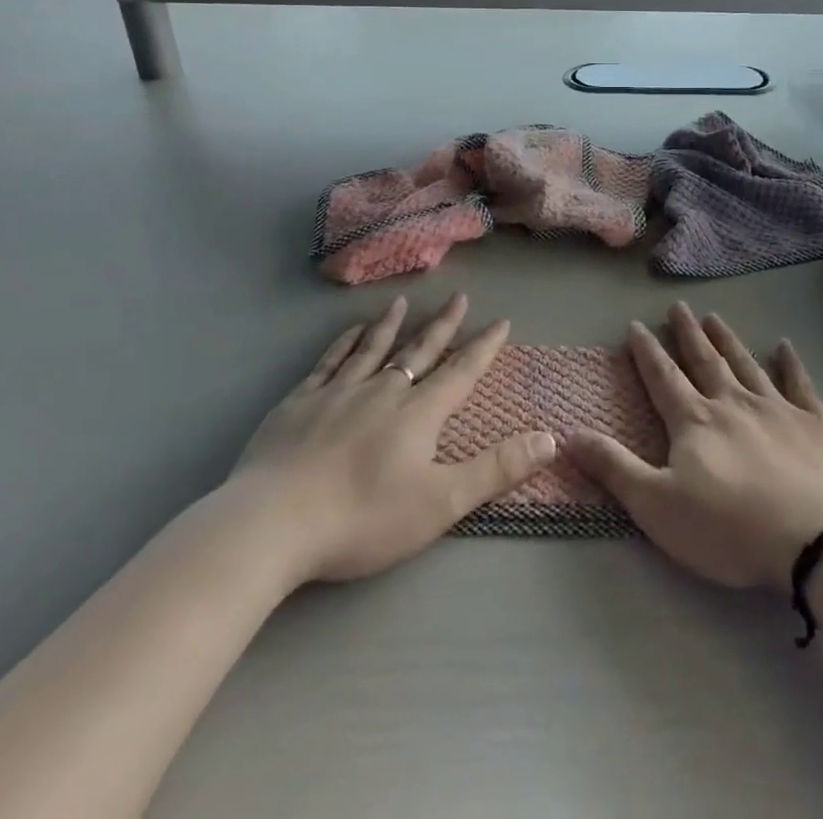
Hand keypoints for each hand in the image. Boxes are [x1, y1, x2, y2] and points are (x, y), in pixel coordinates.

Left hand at [226, 294, 555, 586]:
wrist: (272, 524)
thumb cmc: (363, 518)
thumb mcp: (441, 502)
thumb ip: (497, 469)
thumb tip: (550, 437)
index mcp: (418, 413)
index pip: (461, 371)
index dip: (484, 346)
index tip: (501, 321)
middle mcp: (383, 391)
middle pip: (419, 351)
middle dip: (443, 325)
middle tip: (459, 297)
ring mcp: (338, 393)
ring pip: (372, 348)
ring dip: (391, 324)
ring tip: (403, 302)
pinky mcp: (299, 403)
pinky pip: (328, 362)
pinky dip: (343, 343)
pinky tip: (349, 332)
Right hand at [565, 303, 822, 590]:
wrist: (814, 539)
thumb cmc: (729, 528)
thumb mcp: (657, 505)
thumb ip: (613, 467)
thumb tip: (567, 433)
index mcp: (694, 421)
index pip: (663, 377)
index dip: (648, 351)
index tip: (637, 325)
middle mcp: (732, 402)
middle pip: (704, 360)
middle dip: (688, 333)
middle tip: (679, 307)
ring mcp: (776, 408)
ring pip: (746, 364)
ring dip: (728, 340)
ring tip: (715, 318)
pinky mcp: (814, 422)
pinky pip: (799, 383)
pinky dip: (791, 363)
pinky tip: (785, 346)